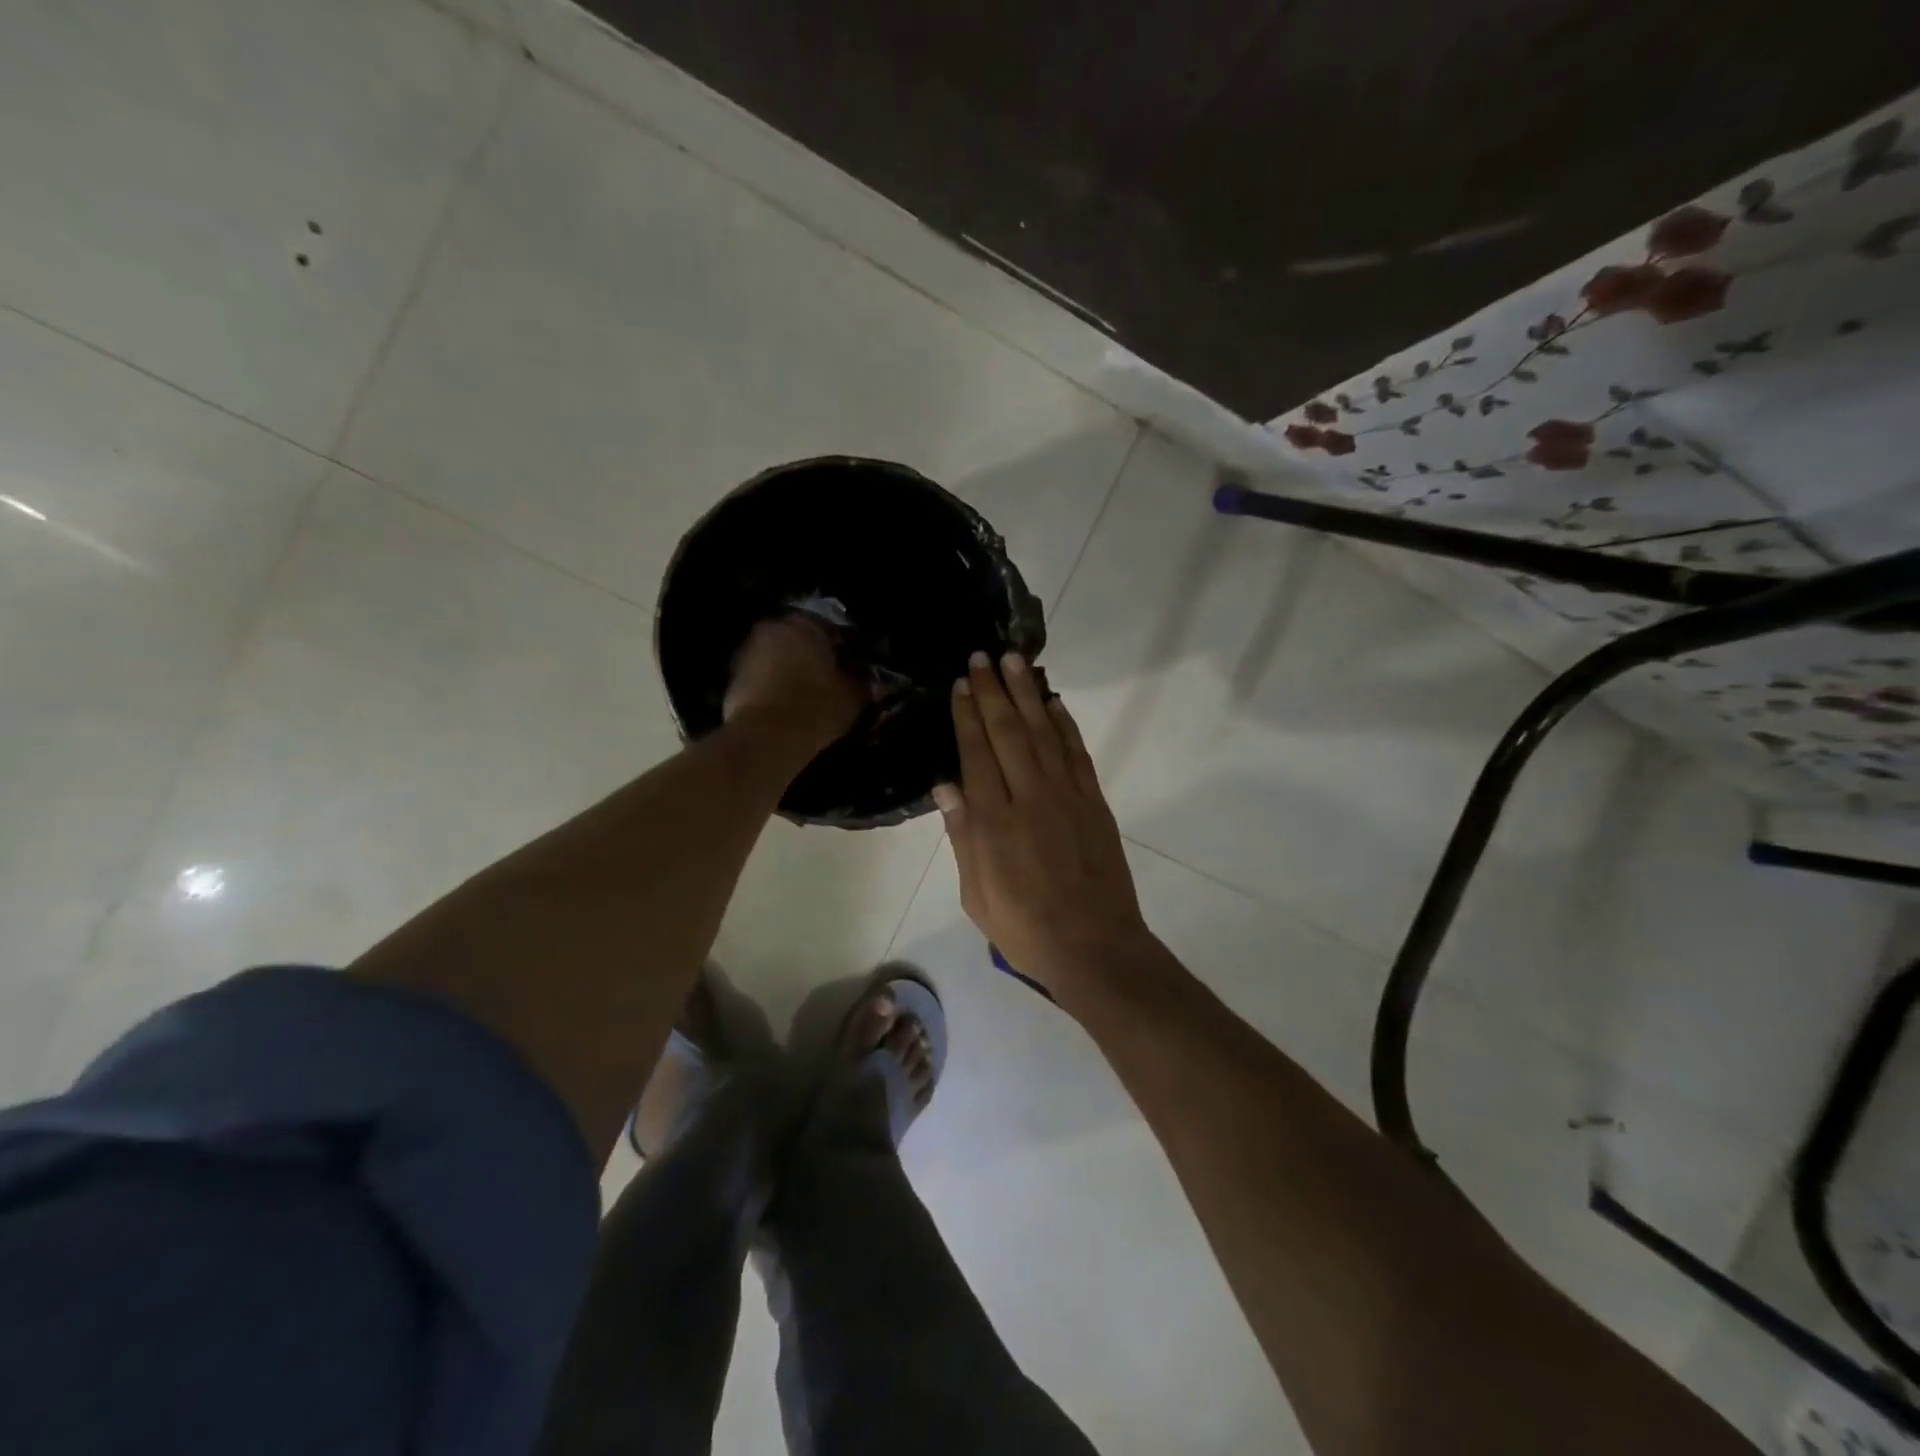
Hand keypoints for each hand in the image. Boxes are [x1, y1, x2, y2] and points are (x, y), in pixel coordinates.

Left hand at [723, 616, 865, 750]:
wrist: (766, 740)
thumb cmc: (816, 708)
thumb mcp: (853, 696)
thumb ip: (862, 681)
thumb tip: (866, 677)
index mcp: (804, 624)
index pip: (830, 627)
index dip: (843, 647)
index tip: (852, 666)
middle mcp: (771, 629)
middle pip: (798, 640)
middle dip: (811, 657)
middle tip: (828, 680)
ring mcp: (746, 653)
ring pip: (776, 659)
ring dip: (789, 672)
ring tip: (806, 696)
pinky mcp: (731, 680)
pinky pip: (760, 680)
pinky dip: (772, 689)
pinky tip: (786, 708)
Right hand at [934, 651, 1154, 1001]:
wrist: (1095, 946)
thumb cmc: (1025, 927)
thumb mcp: (977, 894)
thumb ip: (962, 836)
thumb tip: (945, 784)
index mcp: (994, 821)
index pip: (976, 753)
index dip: (967, 715)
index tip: (961, 685)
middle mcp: (1029, 797)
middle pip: (1007, 732)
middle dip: (992, 691)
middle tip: (981, 657)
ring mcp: (1066, 795)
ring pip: (1043, 732)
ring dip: (1028, 694)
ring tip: (1015, 661)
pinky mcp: (1094, 801)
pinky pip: (1076, 752)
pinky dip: (1064, 723)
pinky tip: (1053, 703)